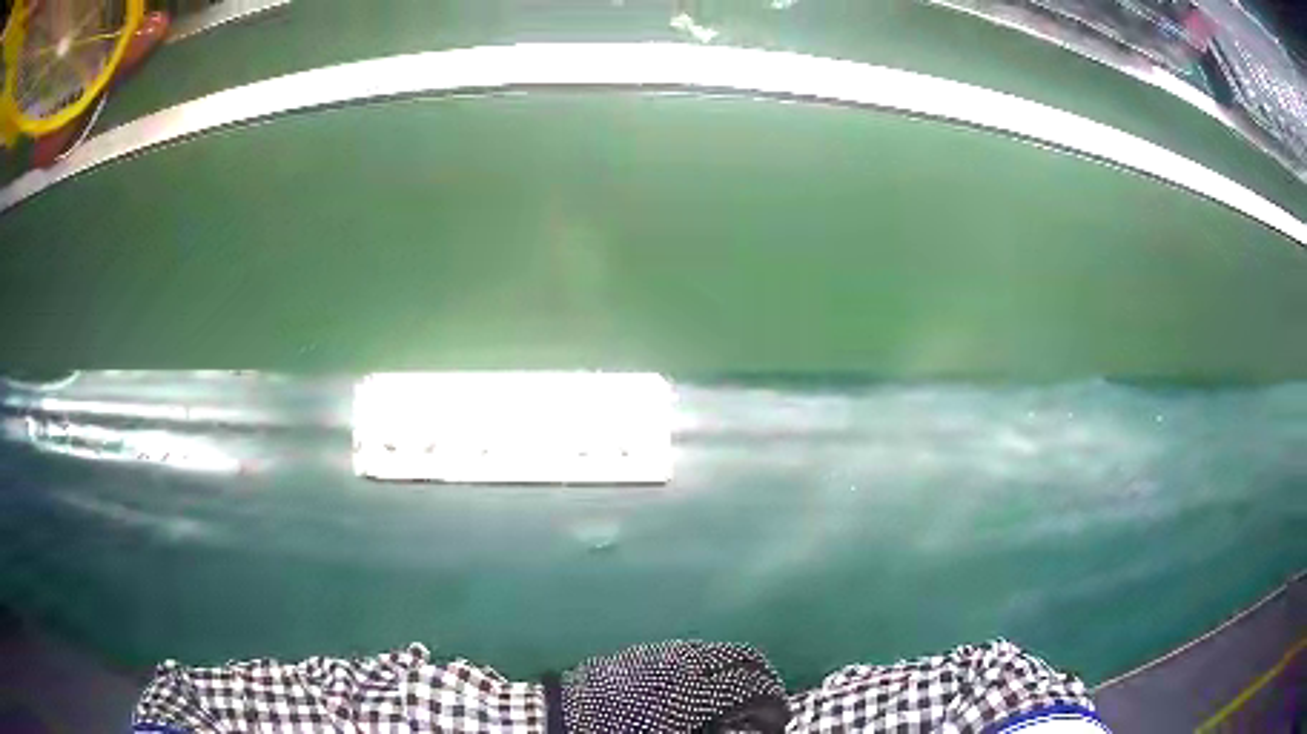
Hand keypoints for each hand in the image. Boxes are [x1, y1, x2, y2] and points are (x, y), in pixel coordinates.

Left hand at [555, 640, 789, 733]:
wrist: (558, 716)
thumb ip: (710, 731)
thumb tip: (739, 726)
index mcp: (691, 694)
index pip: (751, 686)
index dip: (773, 702)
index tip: (779, 716)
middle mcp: (682, 664)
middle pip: (741, 656)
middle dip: (763, 674)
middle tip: (768, 697)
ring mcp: (661, 652)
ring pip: (716, 647)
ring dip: (737, 664)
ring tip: (740, 685)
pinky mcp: (642, 650)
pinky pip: (689, 649)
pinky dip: (709, 660)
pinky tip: (705, 678)